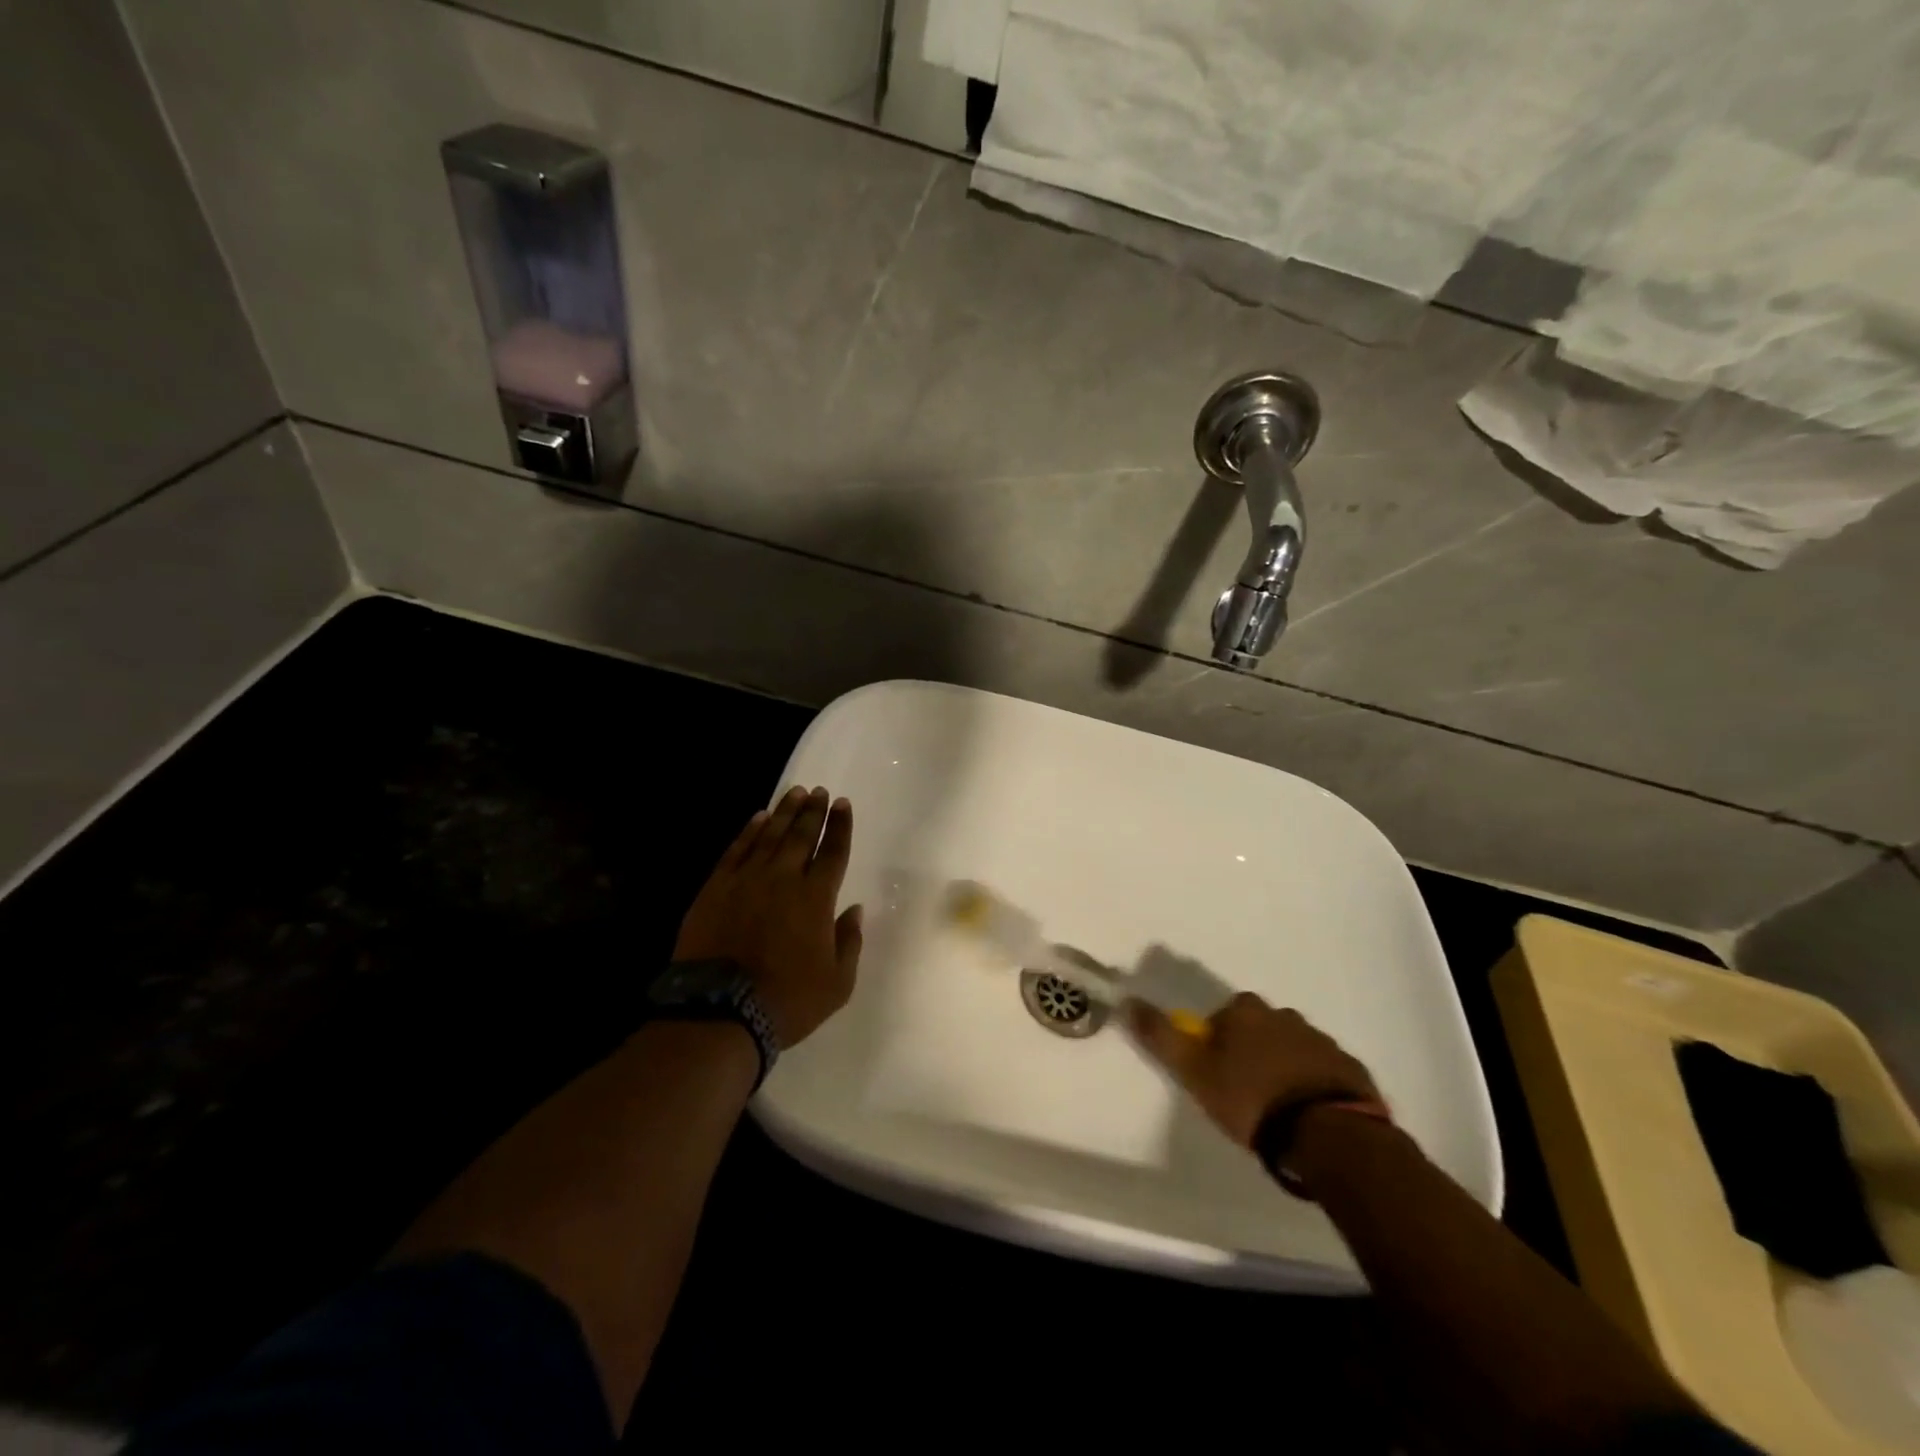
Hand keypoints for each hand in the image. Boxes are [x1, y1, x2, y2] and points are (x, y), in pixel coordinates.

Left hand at [673, 786, 862, 1047]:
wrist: (719, 1011)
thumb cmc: (787, 1000)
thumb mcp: (837, 983)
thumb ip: (849, 941)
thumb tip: (854, 909)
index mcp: (816, 898)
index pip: (833, 852)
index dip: (840, 826)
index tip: (843, 804)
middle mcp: (783, 879)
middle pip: (801, 835)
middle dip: (812, 811)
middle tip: (818, 791)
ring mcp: (746, 880)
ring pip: (769, 836)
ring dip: (784, 812)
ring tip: (794, 792)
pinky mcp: (716, 888)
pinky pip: (736, 850)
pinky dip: (749, 831)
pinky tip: (758, 818)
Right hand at [1127, 993, 1378, 1148]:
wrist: (1329, 1135)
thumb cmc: (1252, 1100)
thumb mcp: (1194, 1072)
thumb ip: (1161, 1037)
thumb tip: (1128, 1001)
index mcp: (1246, 1012)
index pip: (1224, 1016)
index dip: (1217, 1042)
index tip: (1217, 1073)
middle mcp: (1285, 1016)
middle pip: (1260, 1028)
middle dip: (1253, 1051)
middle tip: (1247, 1092)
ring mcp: (1322, 1041)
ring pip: (1293, 1048)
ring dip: (1285, 1067)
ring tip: (1280, 1109)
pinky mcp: (1351, 1069)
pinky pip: (1324, 1071)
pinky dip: (1315, 1085)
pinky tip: (1310, 1116)